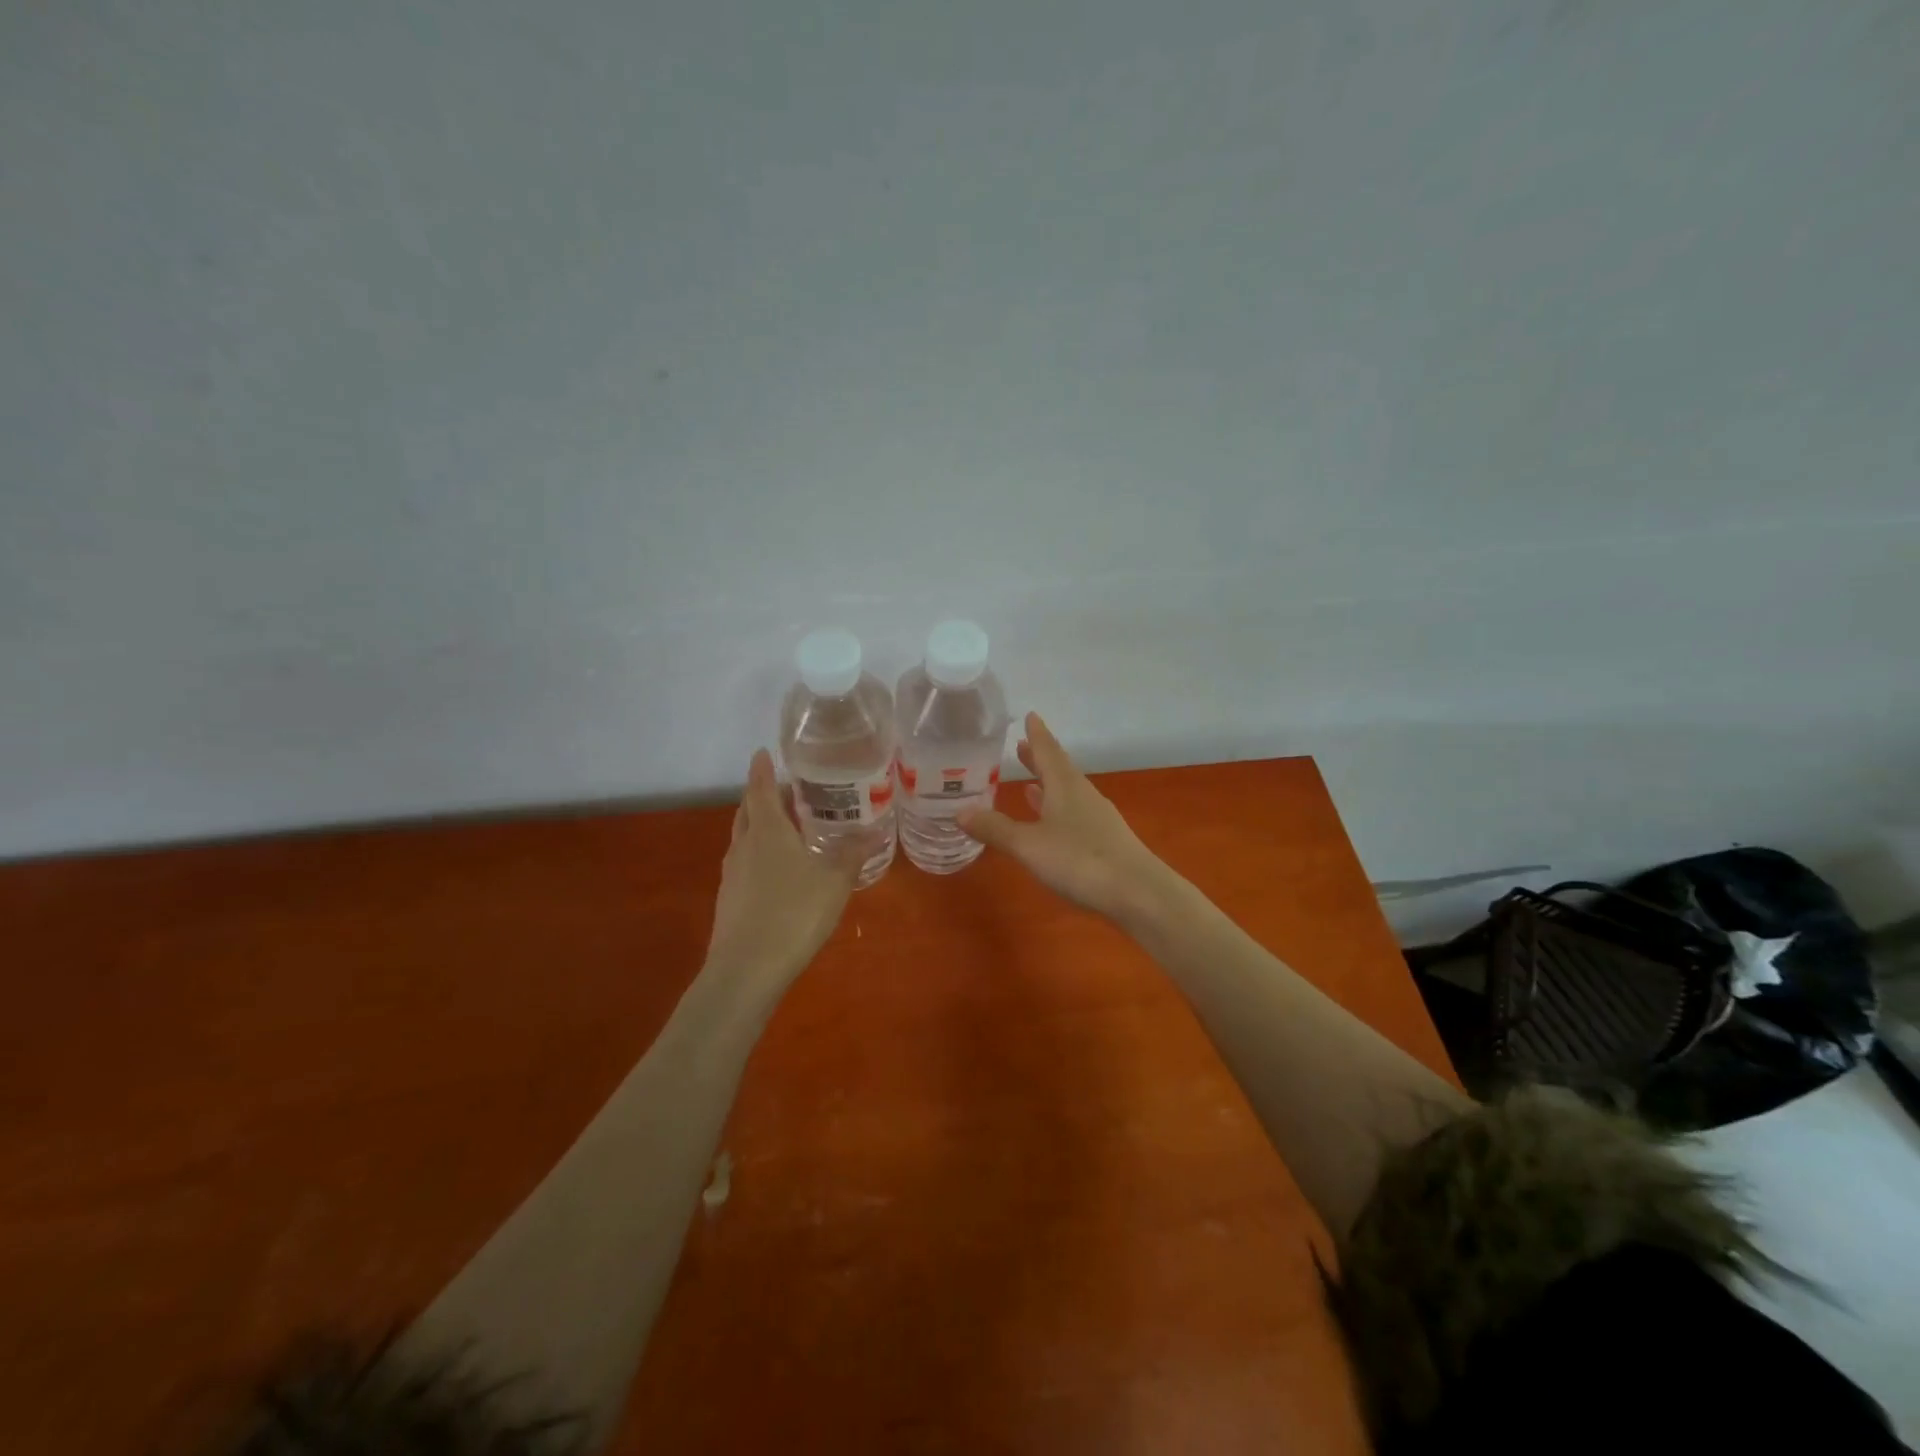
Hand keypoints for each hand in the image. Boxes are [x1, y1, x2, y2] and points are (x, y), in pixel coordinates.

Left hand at [705, 749, 870, 990]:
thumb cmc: (794, 912)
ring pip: (743, 836)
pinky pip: (744, 862)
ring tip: (785, 826)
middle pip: (748, 810)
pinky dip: (758, 853)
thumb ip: (853, 854)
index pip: (761, 788)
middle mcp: (744, 844)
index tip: (763, 752)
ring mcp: (732, 873)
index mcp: (768, 830)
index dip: (762, 768)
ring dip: (759, 824)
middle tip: (786, 789)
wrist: (746, 969)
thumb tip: (873, 833)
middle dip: (762, 795)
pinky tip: (777, 870)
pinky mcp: (729, 899)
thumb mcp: (835, 881)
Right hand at [959, 712, 1172, 925]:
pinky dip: (1057, 810)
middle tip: (1022, 746)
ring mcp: (1097, 818)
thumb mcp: (1029, 845)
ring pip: (1067, 793)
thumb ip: (996, 829)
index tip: (1030, 716)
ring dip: (1048, 785)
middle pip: (1059, 769)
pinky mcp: (1105, 841)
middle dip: (1039, 759)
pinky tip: (1051, 822)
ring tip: (1029, 783)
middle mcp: (1083, 795)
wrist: (1139, 893)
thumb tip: (960, 812)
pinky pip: (1074, 814)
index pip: (1048, 751)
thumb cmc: (1080, 860)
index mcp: (1065, 786)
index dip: (1037, 734)